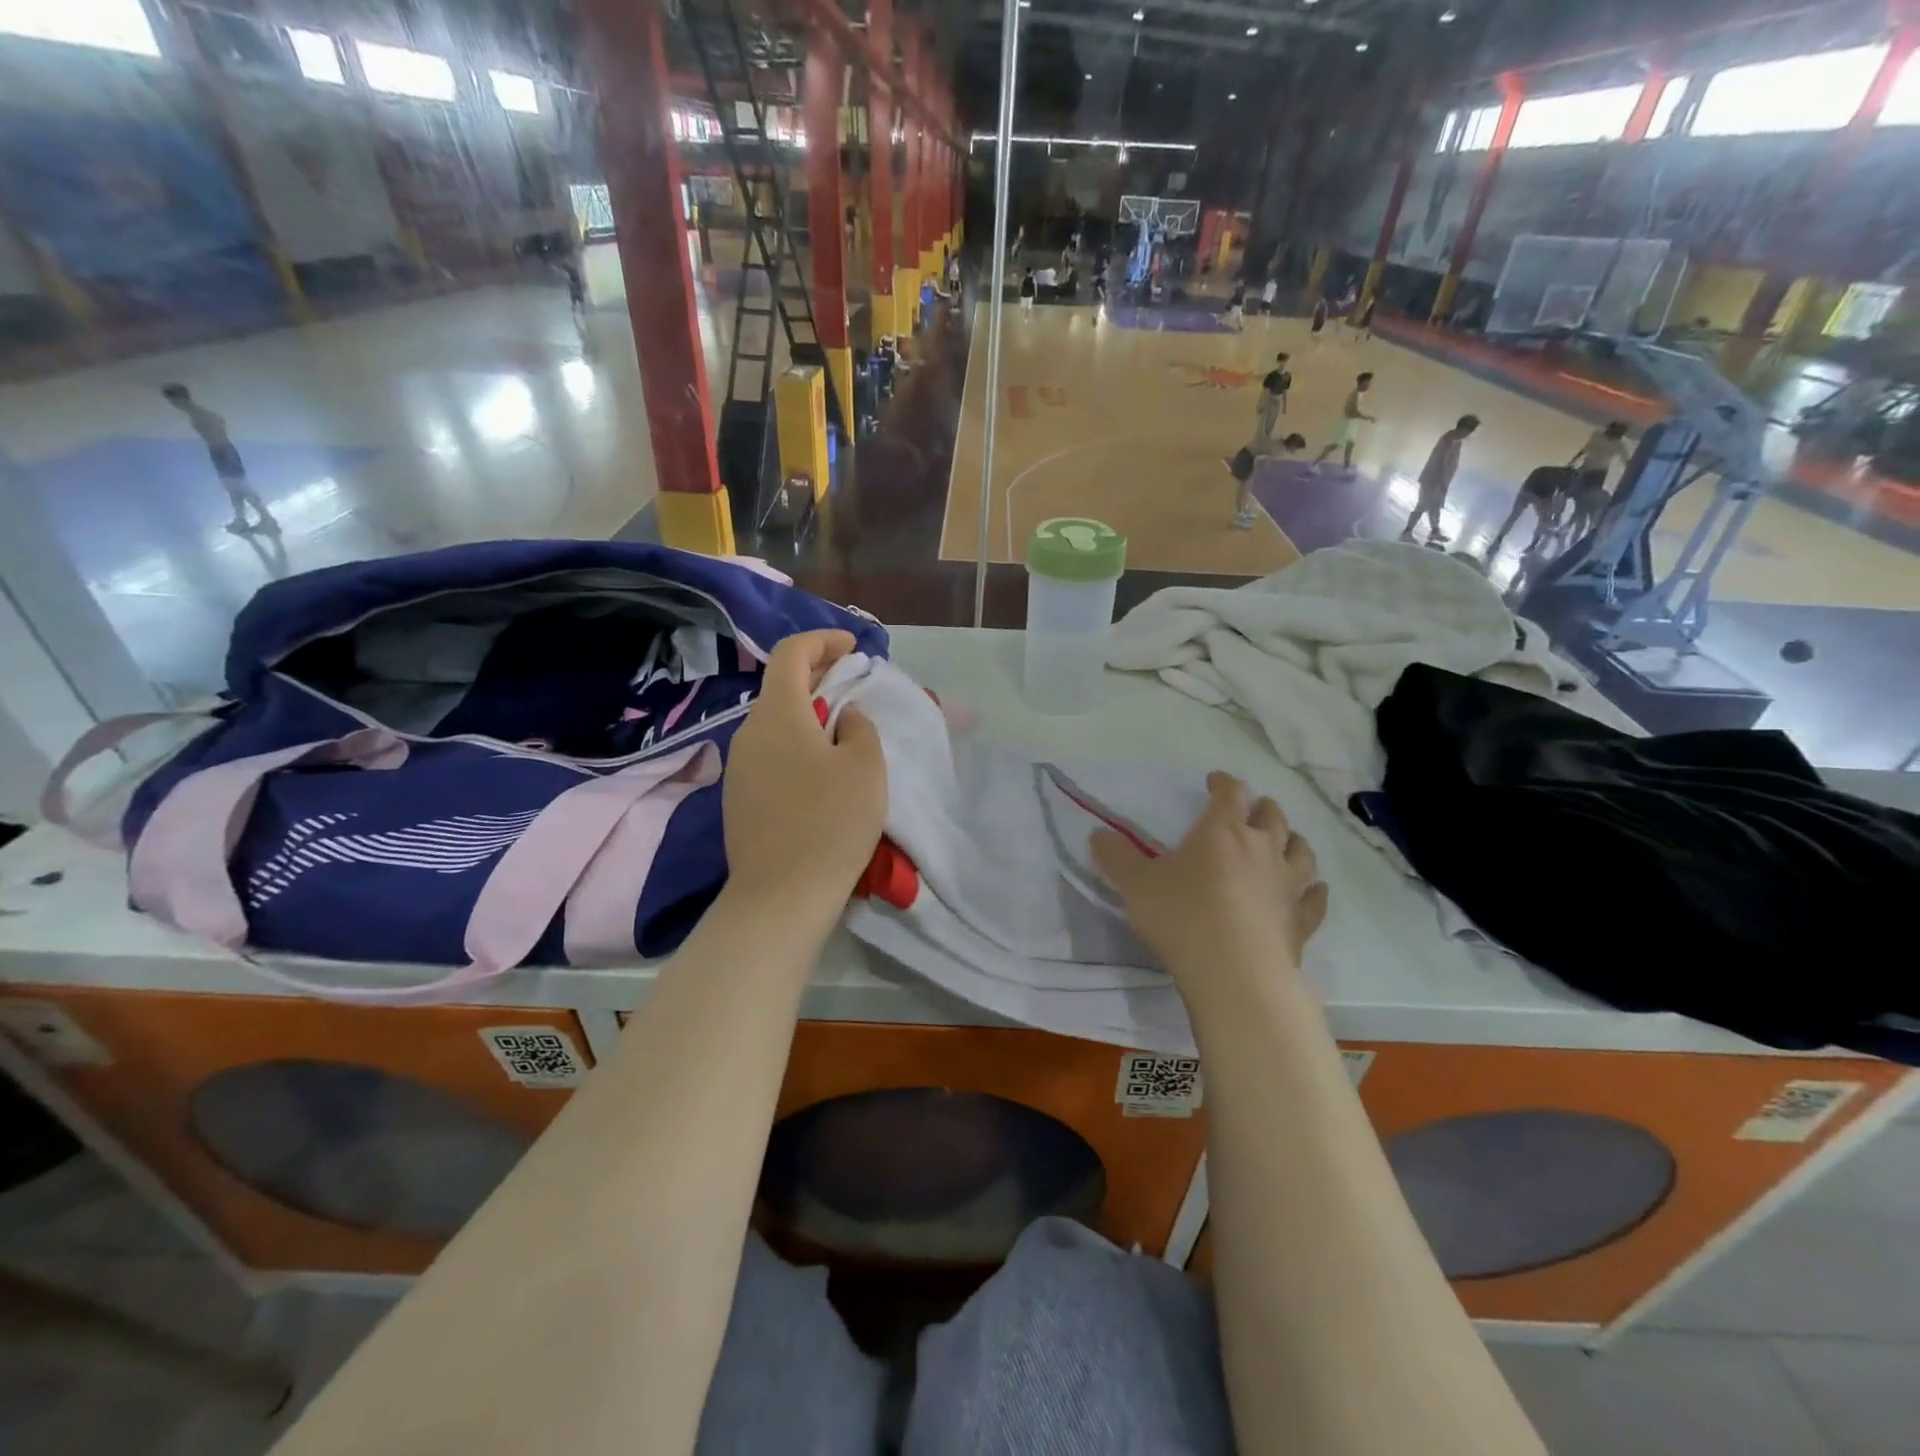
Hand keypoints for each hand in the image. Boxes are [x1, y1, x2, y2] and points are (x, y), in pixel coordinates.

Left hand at [722, 631, 886, 912]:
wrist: (781, 895)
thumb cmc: (831, 823)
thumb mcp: (866, 766)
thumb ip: (859, 727)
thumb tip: (843, 718)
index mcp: (778, 714)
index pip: (791, 653)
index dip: (822, 641)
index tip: (853, 649)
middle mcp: (749, 731)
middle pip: (780, 686)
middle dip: (819, 676)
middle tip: (854, 685)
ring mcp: (738, 765)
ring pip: (775, 721)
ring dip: (808, 712)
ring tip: (842, 728)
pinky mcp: (738, 796)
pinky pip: (769, 752)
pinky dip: (796, 742)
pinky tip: (819, 768)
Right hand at [1092, 772, 1326, 993]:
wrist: (1234, 972)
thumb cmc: (1181, 918)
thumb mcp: (1135, 886)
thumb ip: (1116, 858)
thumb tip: (1097, 835)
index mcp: (1222, 831)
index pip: (1230, 793)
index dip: (1223, 783)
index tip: (1214, 782)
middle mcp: (1261, 848)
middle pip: (1271, 816)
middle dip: (1260, 808)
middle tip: (1249, 810)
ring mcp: (1287, 884)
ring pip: (1300, 851)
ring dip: (1292, 841)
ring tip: (1285, 841)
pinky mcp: (1301, 920)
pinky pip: (1316, 899)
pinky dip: (1316, 891)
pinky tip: (1315, 890)